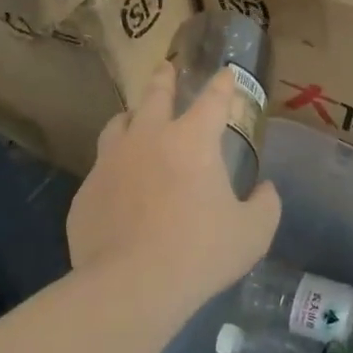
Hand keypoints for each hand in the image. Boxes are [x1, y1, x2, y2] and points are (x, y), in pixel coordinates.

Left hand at [68, 62, 281, 310]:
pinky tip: (118, 184)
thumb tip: (266, 190)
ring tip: (133, 119)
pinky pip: (100, 169)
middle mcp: (148, 139)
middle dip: (163, 79)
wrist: (131, 285)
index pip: (213, 100)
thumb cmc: (200, 253)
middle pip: (154, 96)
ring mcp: (110, 163)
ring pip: (118, 125)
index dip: (223, 85)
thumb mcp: (252, 233)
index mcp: (192, 141)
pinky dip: (113, 168)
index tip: (225, 74)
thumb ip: (265, 205)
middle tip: (165, 68)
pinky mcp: (86, 192)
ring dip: (130, 117)